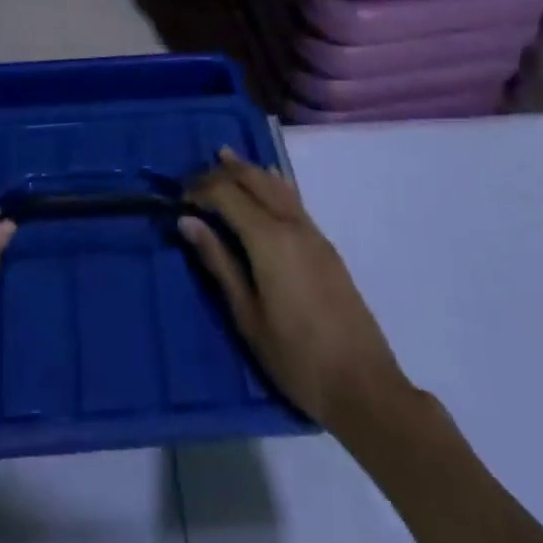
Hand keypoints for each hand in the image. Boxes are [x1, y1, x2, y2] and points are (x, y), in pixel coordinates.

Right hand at [180, 147, 408, 434]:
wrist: (364, 386)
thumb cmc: (296, 358)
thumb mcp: (247, 316)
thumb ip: (218, 262)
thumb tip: (188, 221)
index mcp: (268, 238)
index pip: (227, 194)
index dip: (200, 189)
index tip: (178, 198)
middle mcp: (291, 224)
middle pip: (252, 180)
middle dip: (222, 173)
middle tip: (195, 178)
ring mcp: (312, 232)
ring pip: (275, 185)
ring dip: (248, 170)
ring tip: (225, 156)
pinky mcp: (325, 246)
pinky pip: (293, 199)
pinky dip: (273, 183)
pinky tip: (270, 179)